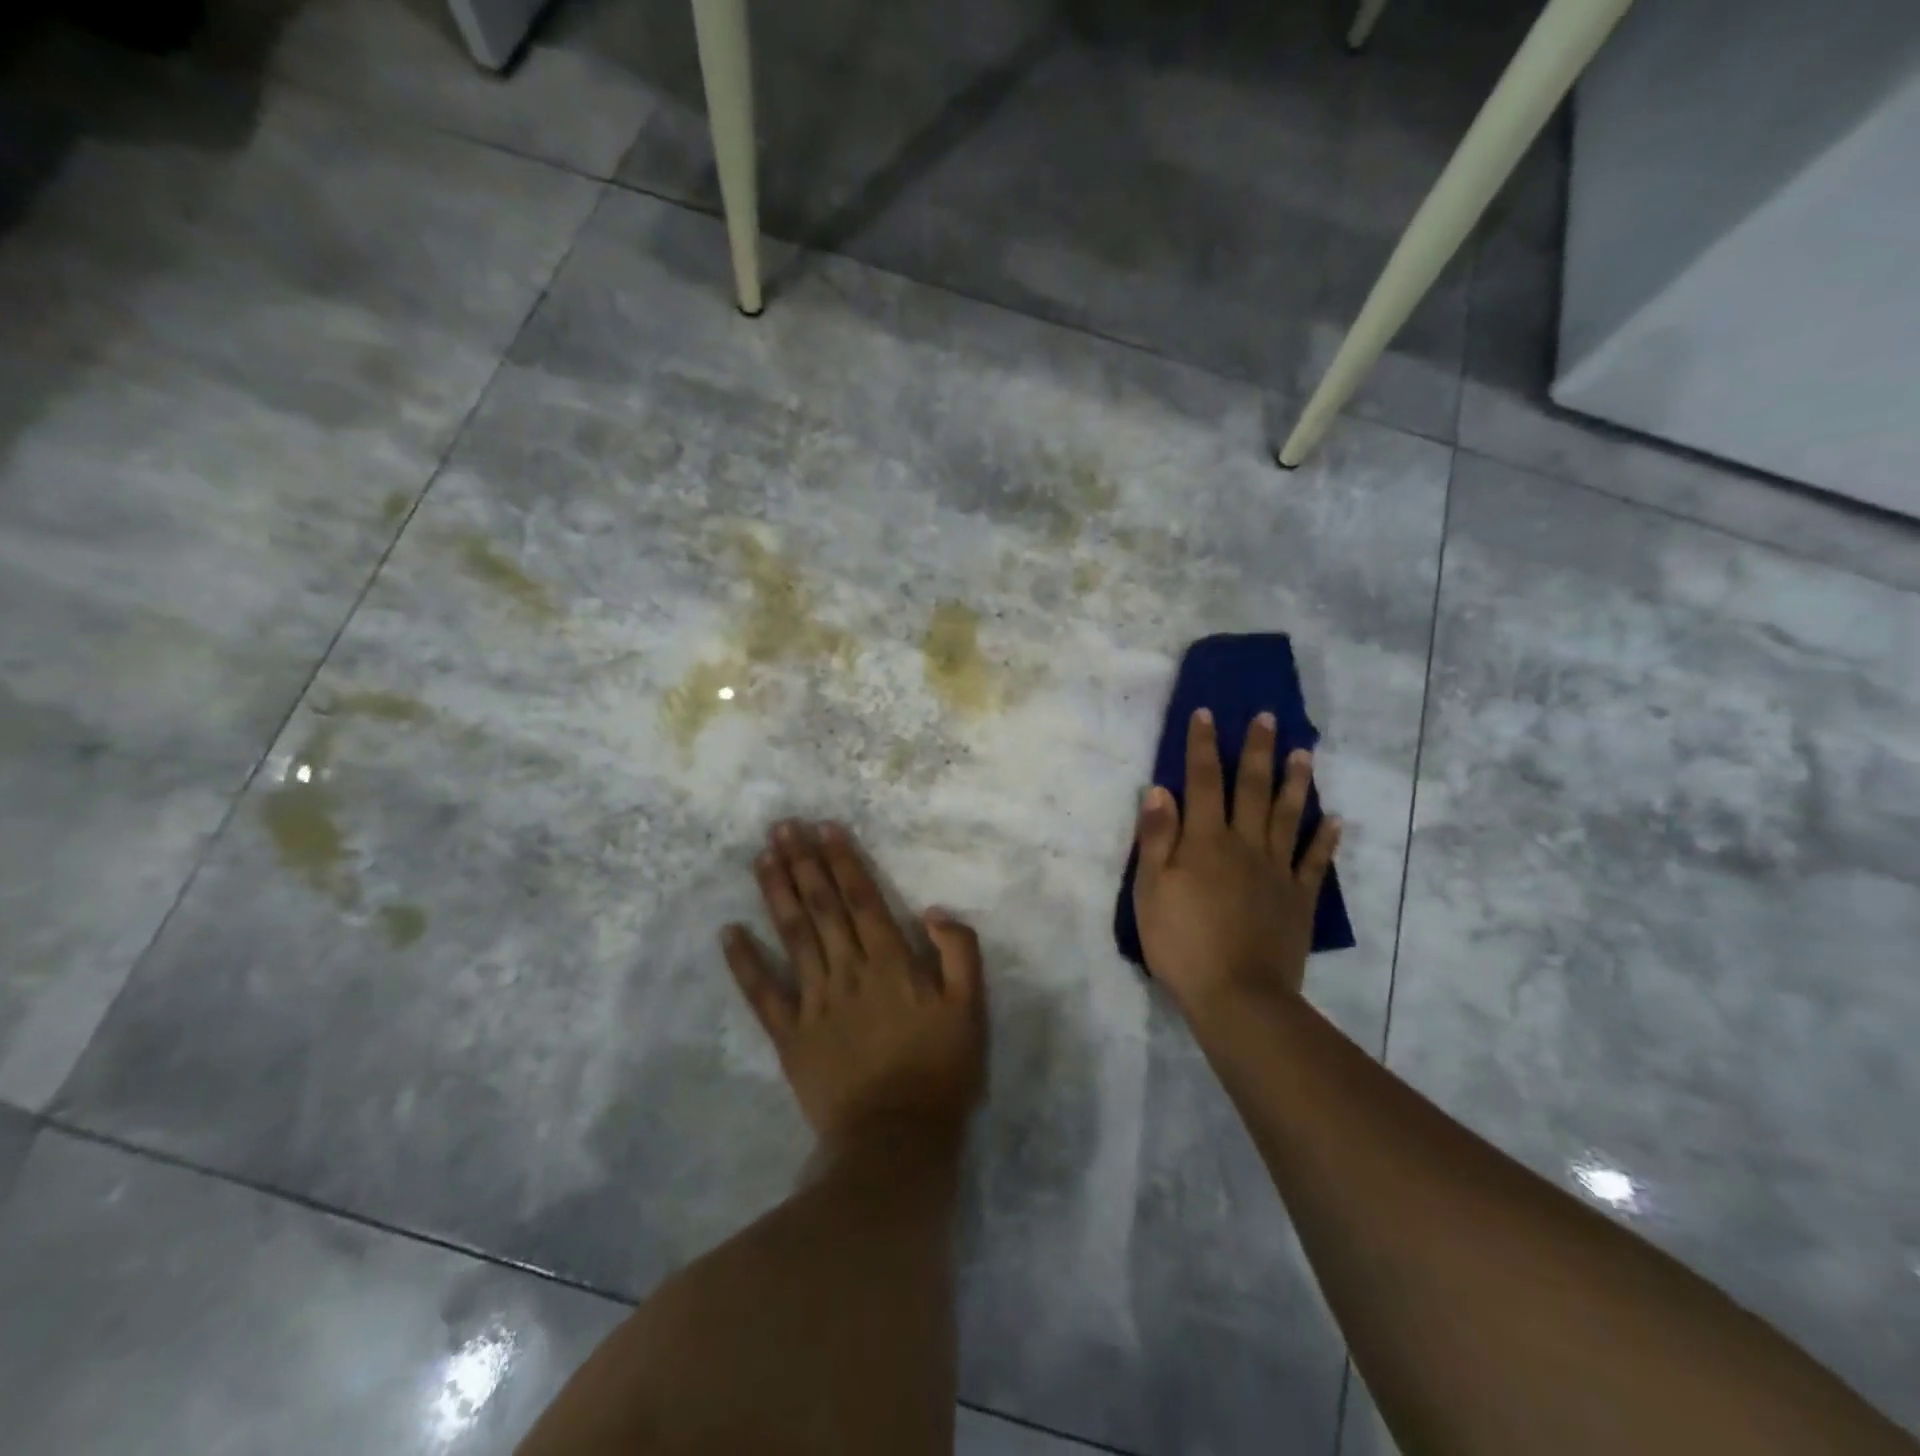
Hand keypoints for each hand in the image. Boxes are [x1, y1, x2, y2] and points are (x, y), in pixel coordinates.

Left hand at [722, 821, 986, 1155]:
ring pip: (792, 935)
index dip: (843, 860)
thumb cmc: (940, 1072)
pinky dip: (745, 962)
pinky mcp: (790, 1035)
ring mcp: (814, 1001)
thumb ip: (959, 952)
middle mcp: (847, 970)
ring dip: (776, 893)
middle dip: (803, 863)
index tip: (823, 827)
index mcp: (891, 962)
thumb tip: (931, 909)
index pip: (862, 898)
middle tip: (781, 826)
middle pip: (822, 906)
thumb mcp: (971, 1009)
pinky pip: (763, 993)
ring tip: (762, 856)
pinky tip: (728, 932)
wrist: (896, 1141)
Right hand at [1132, 709, 1341, 1015]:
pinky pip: (1315, 861)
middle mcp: (1245, 845)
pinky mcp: (1299, 898)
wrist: (1237, 996)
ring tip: (1305, 753)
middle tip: (1267, 718)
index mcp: (1205, 841)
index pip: (1202, 782)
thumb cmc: (1182, 943)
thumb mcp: (1150, 890)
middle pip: (1252, 789)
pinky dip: (1327, 839)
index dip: (1203, 746)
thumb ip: (1156, 839)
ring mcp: (1277, 871)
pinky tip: (1336, 820)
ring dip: (1296, 782)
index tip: (1208, 714)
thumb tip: (1160, 789)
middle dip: (1257, 750)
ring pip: (1289, 816)